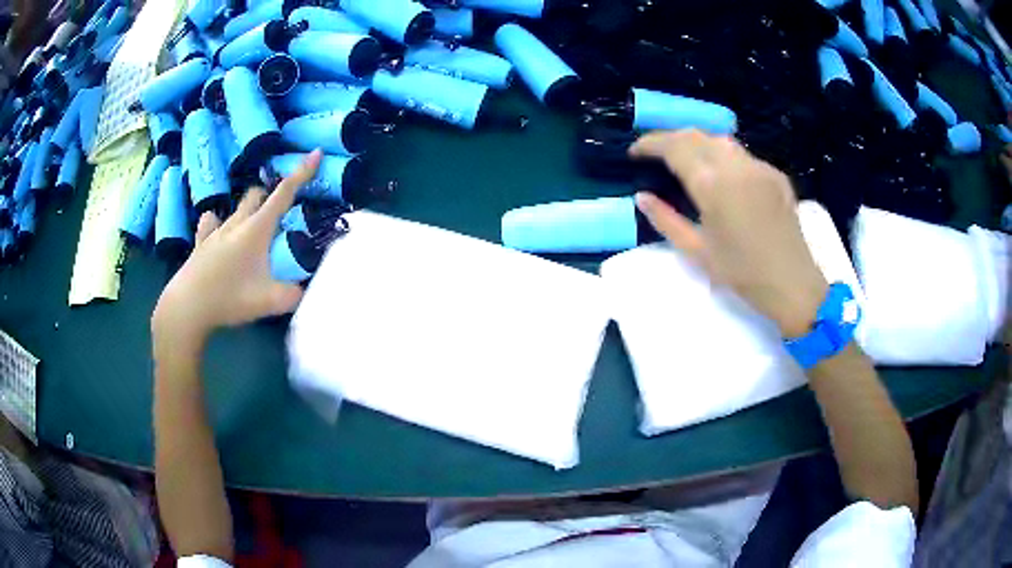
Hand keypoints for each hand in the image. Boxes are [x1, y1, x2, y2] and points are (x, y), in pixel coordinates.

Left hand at [151, 150, 321, 347]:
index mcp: (257, 229)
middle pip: (256, 194)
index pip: (284, 193)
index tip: (315, 153)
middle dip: (270, 195)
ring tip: (251, 227)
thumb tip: (304, 290)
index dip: (302, 172)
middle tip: (279, 213)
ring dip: (247, 210)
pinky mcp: (200, 244)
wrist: (187, 308)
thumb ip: (294, 295)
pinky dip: (217, 224)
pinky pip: (210, 224)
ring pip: (235, 208)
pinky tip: (217, 232)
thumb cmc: (229, 298)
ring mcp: (215, 232)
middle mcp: (236, 223)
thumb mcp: (270, 302)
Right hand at [630, 130, 826, 337]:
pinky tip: (721, 175)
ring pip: (720, 140)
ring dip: (696, 142)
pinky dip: (722, 156)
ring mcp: (758, 166)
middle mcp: (735, 165)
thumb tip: (642, 197)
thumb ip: (666, 220)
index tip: (634, 152)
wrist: (792, 283)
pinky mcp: (774, 174)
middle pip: (695, 135)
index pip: (674, 147)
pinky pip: (742, 155)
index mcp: (712, 184)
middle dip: (670, 138)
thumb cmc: (742, 273)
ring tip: (684, 159)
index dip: (650, 144)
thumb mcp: (697, 251)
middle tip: (654, 153)